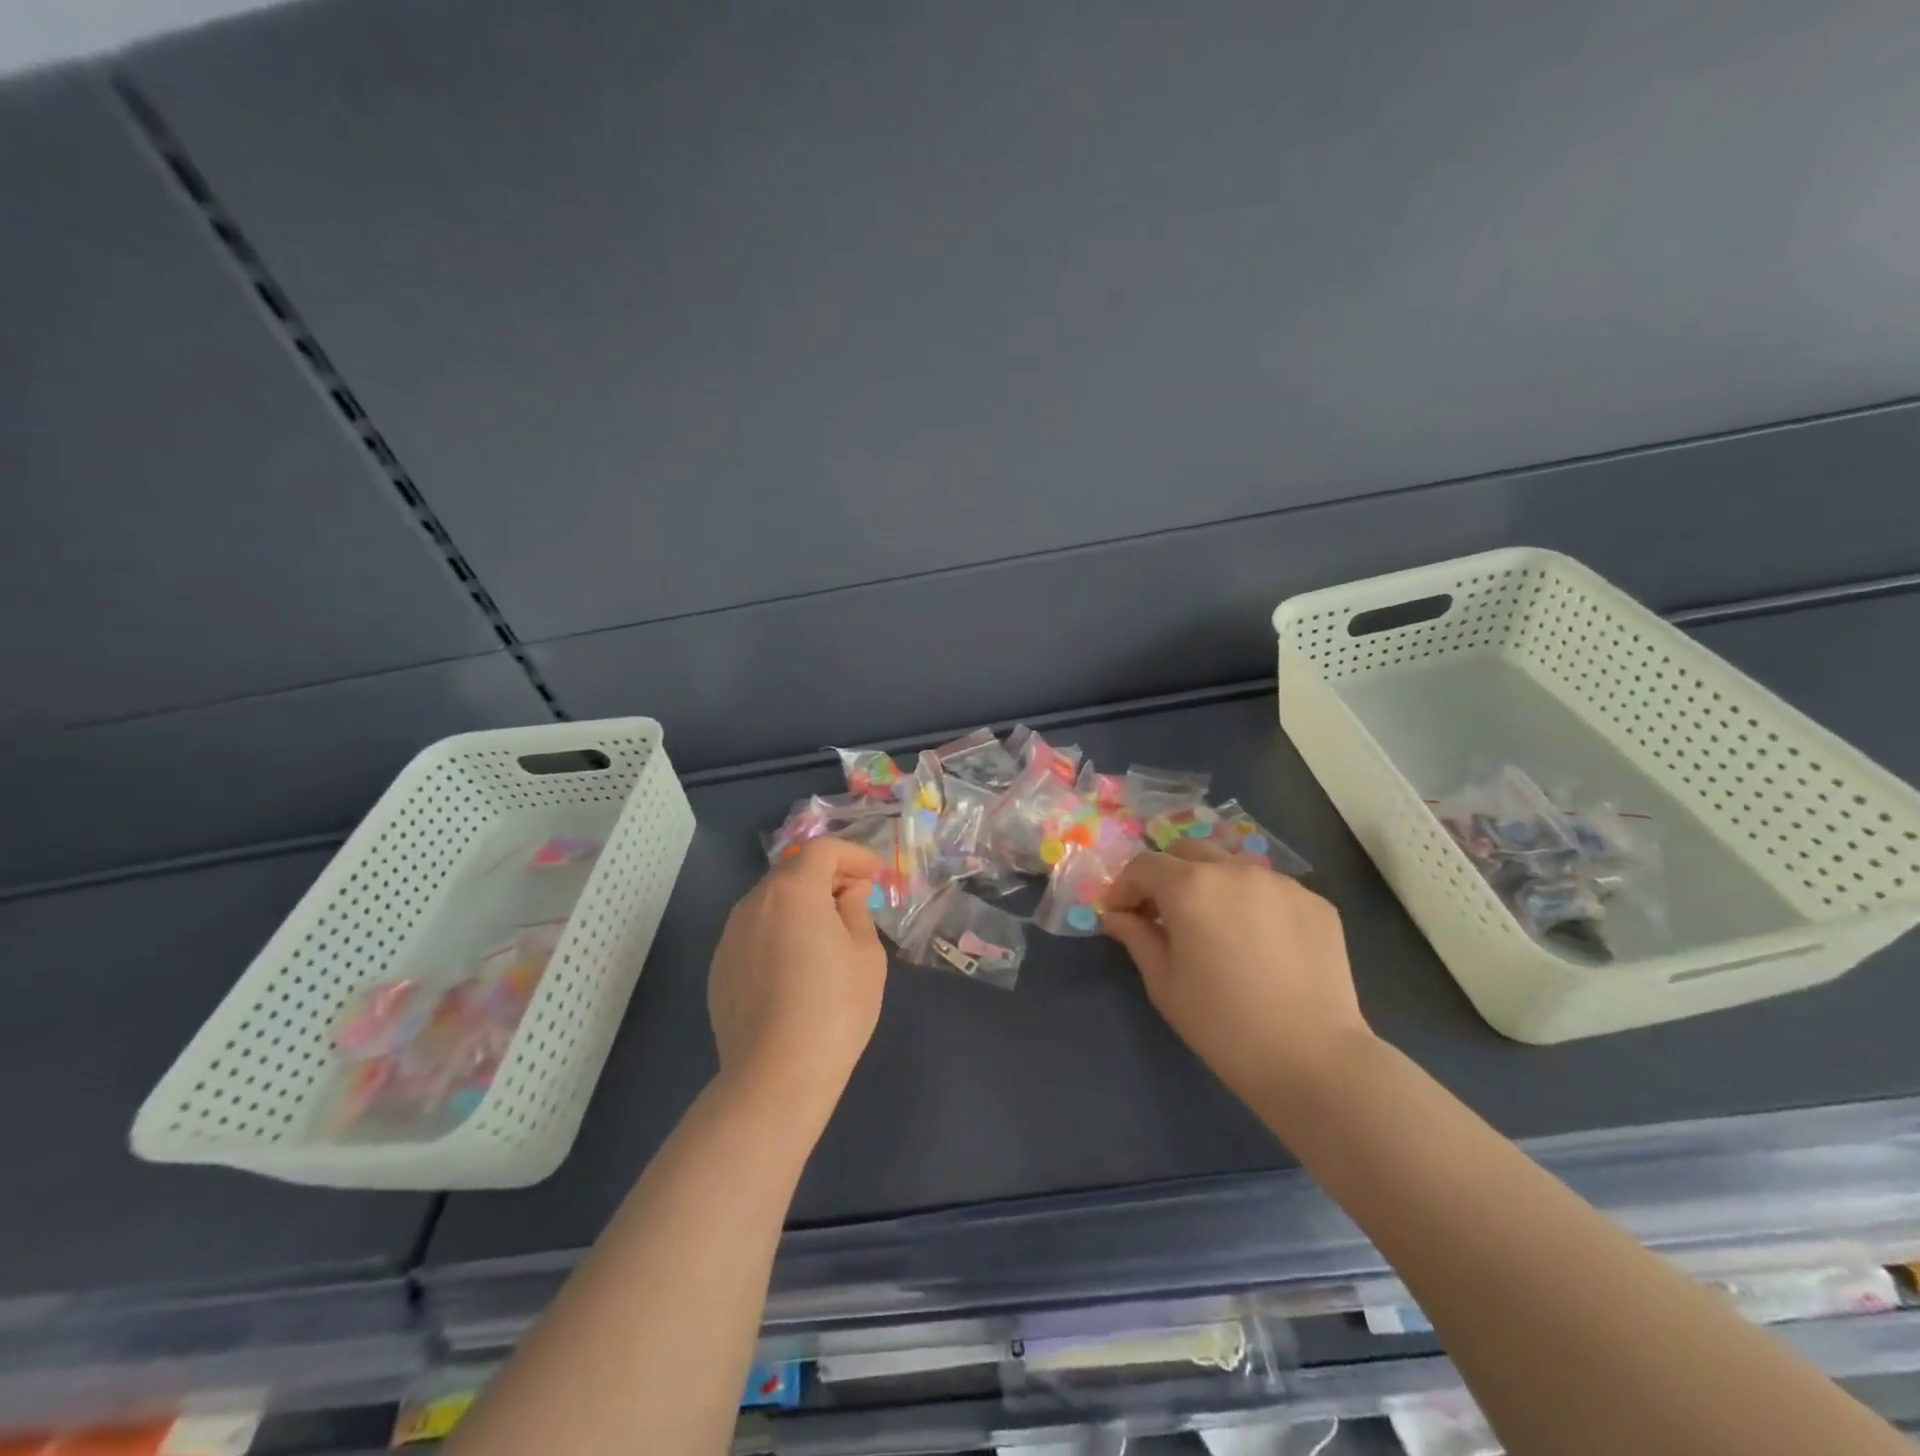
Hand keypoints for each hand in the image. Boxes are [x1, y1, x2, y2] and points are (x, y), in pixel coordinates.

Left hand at [707, 839, 887, 1117]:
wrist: (776, 1076)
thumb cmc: (834, 1008)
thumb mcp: (866, 954)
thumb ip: (856, 910)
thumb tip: (847, 894)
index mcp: (794, 890)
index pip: (824, 850)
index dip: (854, 855)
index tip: (876, 875)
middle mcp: (755, 902)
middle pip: (794, 870)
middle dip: (828, 876)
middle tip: (856, 900)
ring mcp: (730, 934)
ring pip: (772, 900)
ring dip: (802, 903)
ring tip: (827, 934)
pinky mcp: (719, 966)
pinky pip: (755, 931)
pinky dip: (779, 930)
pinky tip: (796, 966)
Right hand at [1103, 841, 1372, 1105]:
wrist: (1314, 1060)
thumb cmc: (1223, 1025)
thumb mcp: (1164, 984)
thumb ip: (1136, 937)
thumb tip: (1116, 915)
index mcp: (1191, 886)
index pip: (1144, 865)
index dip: (1125, 887)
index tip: (1120, 914)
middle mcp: (1235, 870)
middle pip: (1187, 853)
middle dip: (1167, 877)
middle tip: (1163, 916)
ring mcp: (1281, 882)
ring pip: (1231, 867)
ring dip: (1211, 886)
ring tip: (1215, 929)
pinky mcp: (1316, 902)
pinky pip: (1270, 890)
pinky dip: (1252, 904)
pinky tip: (1258, 944)